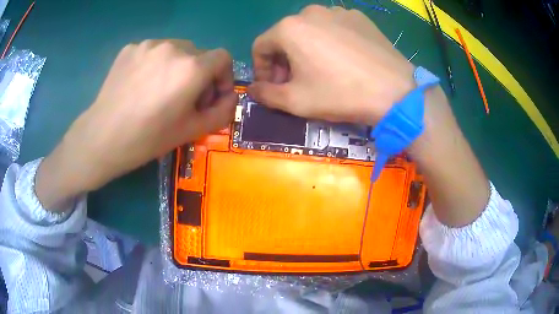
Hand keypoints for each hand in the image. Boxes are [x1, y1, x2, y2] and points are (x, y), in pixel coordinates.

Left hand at [36, 40, 235, 209]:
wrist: (102, 138)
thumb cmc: (148, 138)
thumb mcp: (193, 130)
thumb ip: (222, 112)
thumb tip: (230, 96)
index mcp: (191, 67)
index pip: (223, 58)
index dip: (223, 77)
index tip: (210, 96)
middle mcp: (173, 47)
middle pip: (199, 54)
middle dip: (199, 74)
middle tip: (183, 99)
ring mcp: (149, 44)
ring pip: (175, 50)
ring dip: (176, 67)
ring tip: (159, 91)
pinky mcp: (130, 48)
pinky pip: (153, 51)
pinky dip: (154, 64)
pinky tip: (140, 85)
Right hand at [249, 5, 414, 124]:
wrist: (395, 91)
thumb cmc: (341, 94)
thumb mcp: (296, 101)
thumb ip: (266, 94)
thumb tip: (253, 89)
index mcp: (289, 28)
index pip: (261, 46)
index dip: (262, 69)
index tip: (272, 86)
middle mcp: (310, 12)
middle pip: (285, 37)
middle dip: (284, 60)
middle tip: (294, 82)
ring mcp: (338, 11)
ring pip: (310, 31)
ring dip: (306, 50)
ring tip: (320, 71)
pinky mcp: (359, 17)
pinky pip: (334, 28)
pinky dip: (329, 42)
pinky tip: (342, 60)